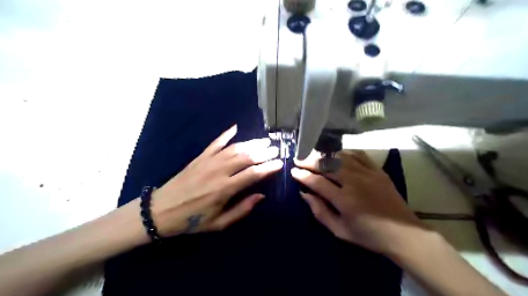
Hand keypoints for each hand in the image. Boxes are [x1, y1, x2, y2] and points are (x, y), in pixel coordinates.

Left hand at [151, 124, 281, 237]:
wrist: (161, 210)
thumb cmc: (192, 220)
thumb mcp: (219, 223)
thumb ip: (242, 209)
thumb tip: (261, 195)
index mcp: (225, 189)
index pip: (253, 174)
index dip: (268, 167)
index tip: (280, 163)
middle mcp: (219, 171)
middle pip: (246, 157)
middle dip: (264, 152)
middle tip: (276, 148)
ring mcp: (209, 161)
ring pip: (234, 148)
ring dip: (251, 143)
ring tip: (264, 141)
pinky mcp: (200, 157)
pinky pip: (216, 142)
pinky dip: (226, 134)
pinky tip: (235, 128)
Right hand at [291, 150, 425, 253]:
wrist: (403, 233)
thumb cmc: (368, 235)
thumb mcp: (339, 230)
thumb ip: (320, 211)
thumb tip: (304, 194)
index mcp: (344, 199)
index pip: (317, 182)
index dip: (303, 175)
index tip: (293, 171)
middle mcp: (354, 182)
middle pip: (327, 165)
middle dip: (310, 161)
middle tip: (299, 159)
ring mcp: (367, 173)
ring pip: (340, 157)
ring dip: (325, 155)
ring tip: (315, 156)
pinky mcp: (377, 170)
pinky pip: (358, 155)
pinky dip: (345, 153)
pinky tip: (337, 155)